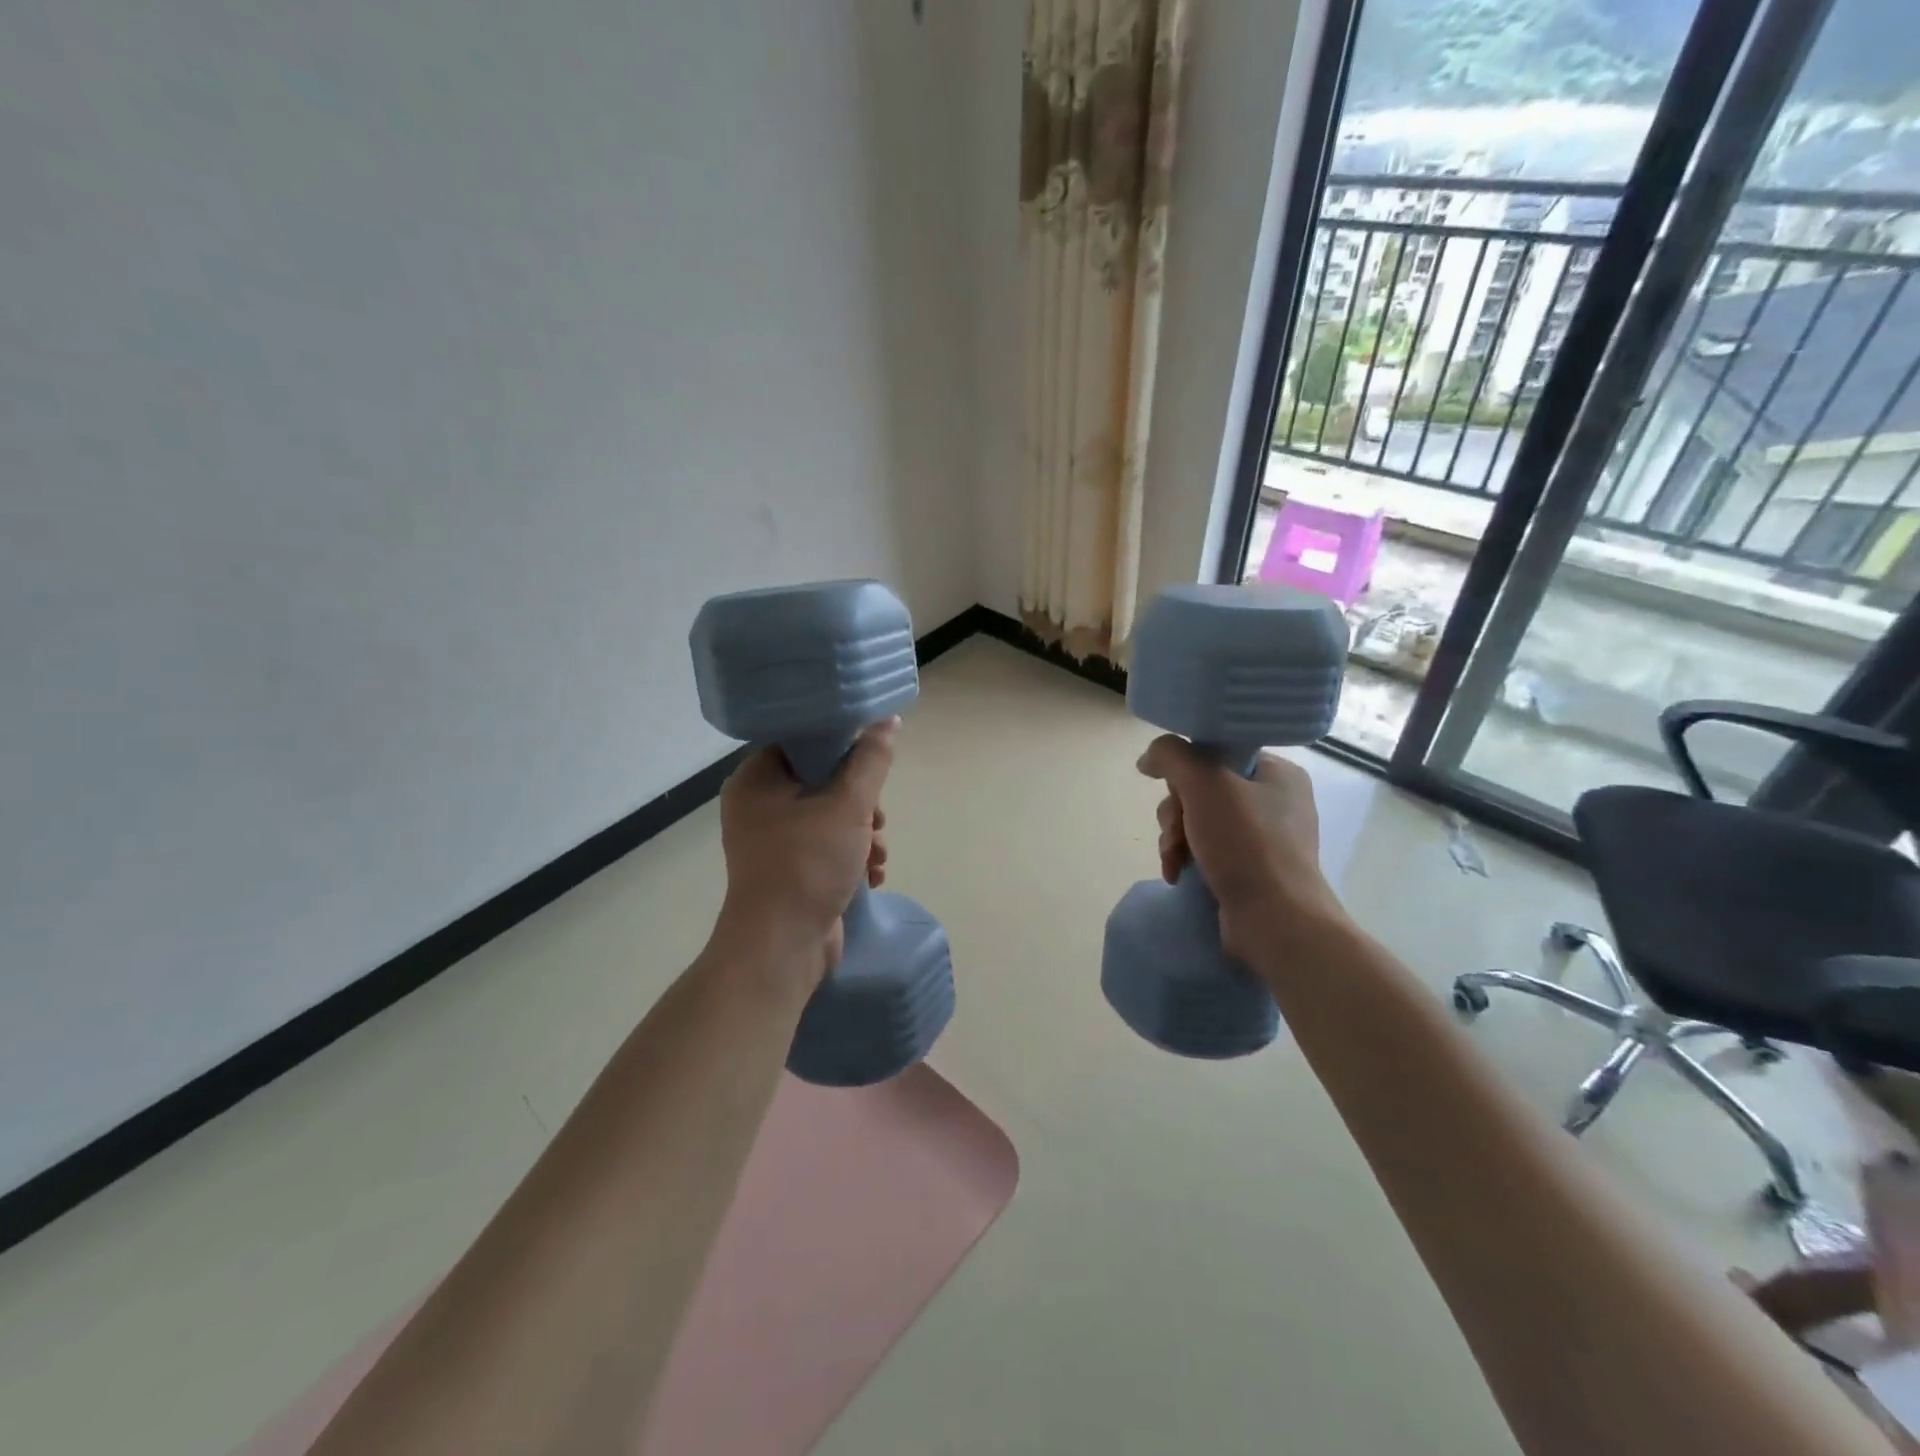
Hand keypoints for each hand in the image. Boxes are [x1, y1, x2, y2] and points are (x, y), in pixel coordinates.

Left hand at [712, 720, 895, 987]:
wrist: (781, 948)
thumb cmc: (808, 865)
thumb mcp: (847, 806)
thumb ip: (870, 761)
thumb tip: (887, 721)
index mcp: (757, 779)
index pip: (803, 742)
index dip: (842, 748)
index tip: (872, 765)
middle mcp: (757, 805)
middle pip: (821, 780)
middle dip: (860, 802)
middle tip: (876, 820)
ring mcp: (770, 840)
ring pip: (828, 815)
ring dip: (861, 832)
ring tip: (877, 855)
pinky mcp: (786, 868)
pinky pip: (823, 845)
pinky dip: (850, 854)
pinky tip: (871, 874)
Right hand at [1137, 735, 1344, 969]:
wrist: (1276, 923)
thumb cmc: (1247, 845)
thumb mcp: (1205, 784)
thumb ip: (1172, 757)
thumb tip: (1148, 759)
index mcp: (1278, 774)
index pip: (1218, 752)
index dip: (1188, 769)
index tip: (1179, 791)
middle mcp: (1274, 802)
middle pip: (1202, 789)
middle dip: (1177, 812)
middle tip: (1177, 832)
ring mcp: (1263, 839)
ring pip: (1197, 821)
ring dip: (1176, 838)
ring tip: (1175, 859)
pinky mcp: (1250, 870)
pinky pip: (1206, 850)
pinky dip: (1186, 859)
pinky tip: (1178, 874)